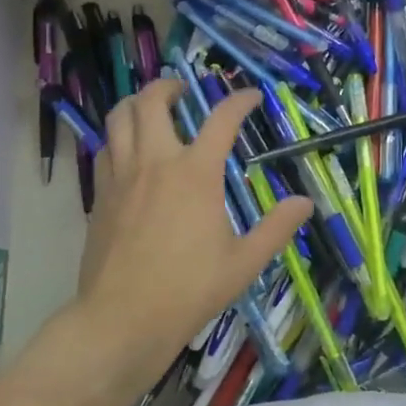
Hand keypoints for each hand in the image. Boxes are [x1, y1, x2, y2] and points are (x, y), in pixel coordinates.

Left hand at [72, 78, 310, 385]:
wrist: (121, 319)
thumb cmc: (188, 290)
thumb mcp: (243, 263)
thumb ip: (276, 228)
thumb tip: (305, 202)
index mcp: (195, 173)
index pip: (221, 119)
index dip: (240, 101)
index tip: (251, 96)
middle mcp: (156, 162)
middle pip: (153, 101)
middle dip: (169, 86)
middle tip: (183, 92)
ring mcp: (122, 175)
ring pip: (119, 117)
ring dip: (136, 103)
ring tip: (151, 109)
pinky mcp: (100, 195)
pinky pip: (105, 148)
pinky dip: (118, 137)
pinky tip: (128, 151)